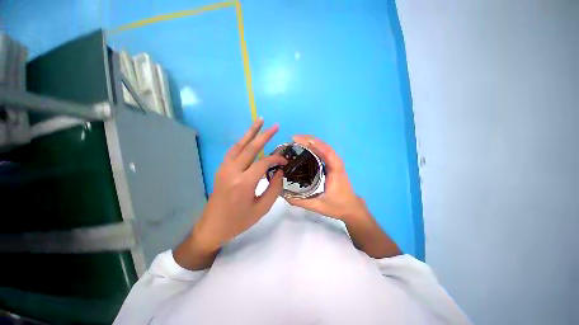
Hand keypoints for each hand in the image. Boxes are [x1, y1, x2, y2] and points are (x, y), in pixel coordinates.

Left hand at [175, 119, 285, 269]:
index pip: (264, 163)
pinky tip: (248, 138)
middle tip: (275, 126)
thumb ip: (274, 189)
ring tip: (260, 121)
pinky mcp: (221, 169)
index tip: (285, 161)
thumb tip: (280, 171)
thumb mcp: (262, 209)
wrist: (212, 226)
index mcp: (244, 183)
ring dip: (250, 132)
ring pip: (239, 145)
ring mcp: (224, 168)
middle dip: (264, 135)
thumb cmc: (238, 221)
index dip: (276, 159)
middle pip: (250, 148)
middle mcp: (232, 171)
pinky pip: (233, 151)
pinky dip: (242, 141)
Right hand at [286, 135, 368, 222]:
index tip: (296, 139)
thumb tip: (283, 194)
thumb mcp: (318, 206)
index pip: (324, 150)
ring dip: (311, 142)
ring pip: (324, 147)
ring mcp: (335, 163)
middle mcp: (336, 163)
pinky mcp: (333, 165)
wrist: (351, 208)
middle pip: (323, 145)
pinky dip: (315, 147)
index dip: (310, 142)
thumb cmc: (337, 206)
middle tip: (293, 139)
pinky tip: (306, 148)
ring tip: (297, 141)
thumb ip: (300, 201)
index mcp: (335, 169)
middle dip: (308, 139)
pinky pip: (324, 152)